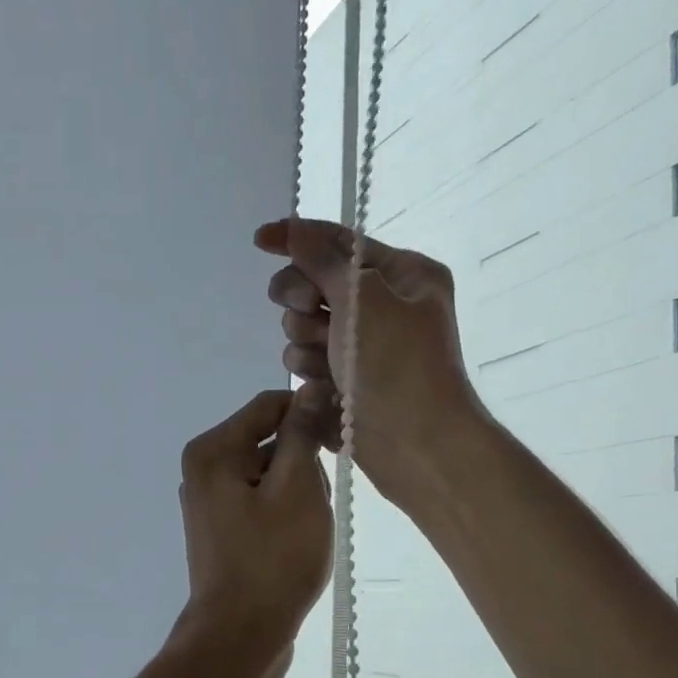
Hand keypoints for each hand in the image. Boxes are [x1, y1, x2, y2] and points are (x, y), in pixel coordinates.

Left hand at [171, 390, 332, 669]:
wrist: (240, 635)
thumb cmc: (273, 558)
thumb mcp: (297, 487)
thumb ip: (301, 433)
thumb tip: (309, 389)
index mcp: (213, 450)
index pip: (270, 405)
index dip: (311, 413)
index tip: (342, 439)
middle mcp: (203, 470)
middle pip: (268, 439)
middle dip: (303, 461)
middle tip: (319, 500)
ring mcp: (210, 503)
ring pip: (269, 474)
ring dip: (298, 491)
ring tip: (307, 528)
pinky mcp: (222, 530)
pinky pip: (261, 502)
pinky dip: (285, 512)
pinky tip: (297, 541)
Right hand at [255, 218, 483, 501]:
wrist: (418, 448)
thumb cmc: (399, 367)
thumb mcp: (364, 302)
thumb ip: (324, 263)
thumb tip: (296, 230)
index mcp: (402, 275)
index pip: (340, 243)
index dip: (298, 238)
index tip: (259, 240)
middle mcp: (382, 306)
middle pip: (314, 284)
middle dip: (303, 299)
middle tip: (309, 311)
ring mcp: (362, 346)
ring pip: (303, 328)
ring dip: (305, 343)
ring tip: (328, 367)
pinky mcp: (345, 380)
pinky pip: (307, 363)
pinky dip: (310, 373)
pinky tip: (325, 390)